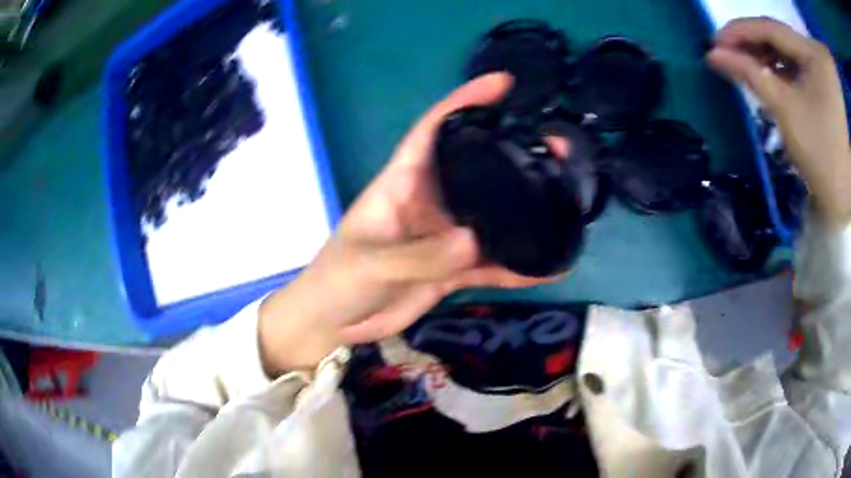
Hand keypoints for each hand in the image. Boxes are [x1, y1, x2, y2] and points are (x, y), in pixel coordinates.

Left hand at [258, 73, 550, 374]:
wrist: (335, 323)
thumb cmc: (339, 281)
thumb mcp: (372, 264)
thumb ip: (419, 255)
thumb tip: (474, 242)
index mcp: (403, 181)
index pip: (435, 129)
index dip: (465, 102)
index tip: (503, 84)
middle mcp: (430, 201)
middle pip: (477, 167)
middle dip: (513, 153)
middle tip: (556, 149)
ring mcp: (445, 235)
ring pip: (492, 216)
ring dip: (526, 211)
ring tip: (566, 201)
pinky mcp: (454, 268)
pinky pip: (492, 263)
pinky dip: (518, 266)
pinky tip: (551, 266)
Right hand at [706, 17, 850, 225]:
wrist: (845, 194)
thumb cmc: (821, 154)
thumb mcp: (785, 109)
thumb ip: (750, 74)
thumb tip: (713, 54)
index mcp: (812, 52)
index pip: (769, 27)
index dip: (740, 31)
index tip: (714, 43)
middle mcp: (814, 52)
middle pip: (779, 37)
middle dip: (752, 45)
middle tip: (727, 56)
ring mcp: (820, 67)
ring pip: (787, 51)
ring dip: (765, 58)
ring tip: (744, 67)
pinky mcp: (823, 82)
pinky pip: (797, 65)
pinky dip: (781, 70)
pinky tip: (767, 77)